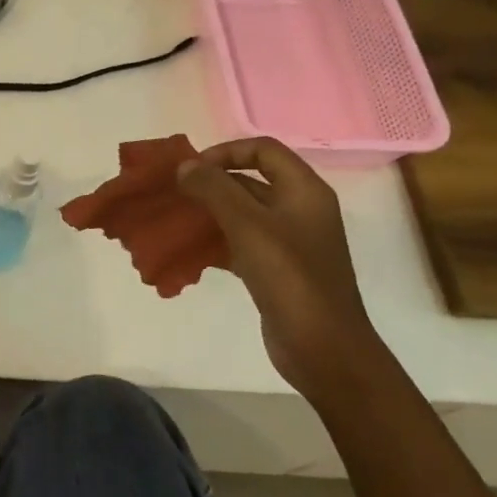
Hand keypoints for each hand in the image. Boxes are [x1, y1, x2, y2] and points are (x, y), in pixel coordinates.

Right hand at [177, 137, 383, 401]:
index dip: (225, 152)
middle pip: (250, 180)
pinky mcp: (276, 269)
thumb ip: (214, 189)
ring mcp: (289, 241)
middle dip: (210, 183)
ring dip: (208, 212)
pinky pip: (240, 242)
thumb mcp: (248, 226)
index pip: (263, 149)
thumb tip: (185, 166)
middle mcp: (299, 210)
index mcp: (304, 191)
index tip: (191, 171)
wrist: (323, 347)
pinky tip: (189, 251)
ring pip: (242, 213)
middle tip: (174, 195)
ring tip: (174, 220)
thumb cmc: (290, 278)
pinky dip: (215, 240)